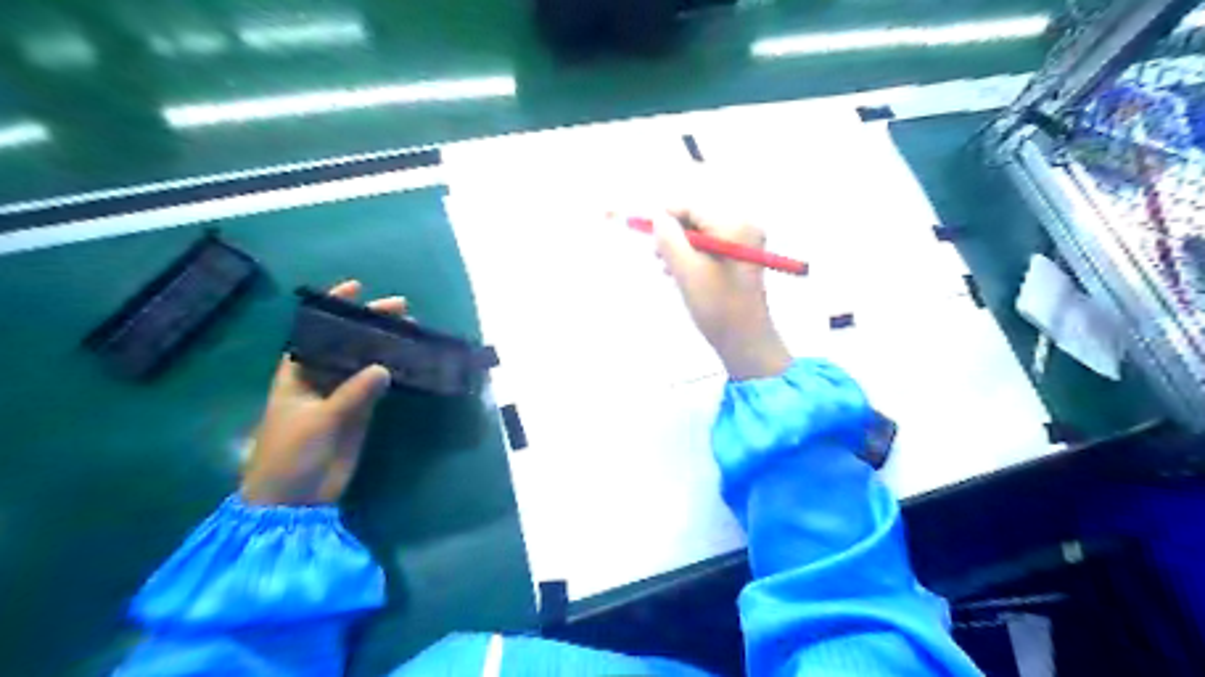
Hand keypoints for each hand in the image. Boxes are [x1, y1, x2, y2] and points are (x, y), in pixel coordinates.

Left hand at [241, 278, 402, 505]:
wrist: (294, 500)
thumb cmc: (289, 454)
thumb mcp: (317, 420)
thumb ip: (351, 394)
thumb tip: (384, 368)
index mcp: (296, 373)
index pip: (314, 332)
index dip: (332, 309)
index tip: (355, 287)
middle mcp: (319, 378)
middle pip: (346, 343)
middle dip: (369, 324)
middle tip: (400, 308)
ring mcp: (341, 396)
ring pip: (365, 363)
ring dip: (385, 347)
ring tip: (411, 330)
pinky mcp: (359, 414)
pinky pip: (378, 387)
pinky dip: (392, 373)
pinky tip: (408, 360)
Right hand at [655, 191, 798, 379]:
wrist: (746, 342)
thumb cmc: (717, 307)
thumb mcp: (687, 271)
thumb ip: (669, 240)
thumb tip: (657, 218)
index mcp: (735, 226)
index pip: (693, 207)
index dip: (666, 216)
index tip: (642, 228)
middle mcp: (744, 228)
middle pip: (698, 219)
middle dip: (674, 235)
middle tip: (655, 256)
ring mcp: (745, 244)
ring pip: (701, 235)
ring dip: (681, 249)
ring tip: (667, 271)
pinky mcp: (741, 259)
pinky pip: (710, 248)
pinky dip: (693, 258)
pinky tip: (681, 276)